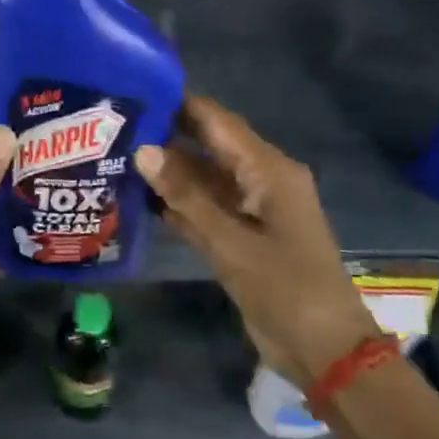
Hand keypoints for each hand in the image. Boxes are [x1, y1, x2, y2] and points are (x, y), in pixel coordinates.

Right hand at [136, 94, 379, 389]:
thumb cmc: (285, 288)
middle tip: (114, 124)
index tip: (135, 89)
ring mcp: (249, 210)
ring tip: (116, 155)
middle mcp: (259, 181)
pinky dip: (176, 203)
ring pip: (202, 179)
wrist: (323, 350)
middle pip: (208, 147)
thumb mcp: (231, 242)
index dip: (180, 103)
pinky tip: (137, 198)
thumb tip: (143, 150)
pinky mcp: (240, 237)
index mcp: (269, 171)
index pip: (218, 122)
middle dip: (166, 135)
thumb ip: (186, 196)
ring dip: (167, 172)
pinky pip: (203, 208)